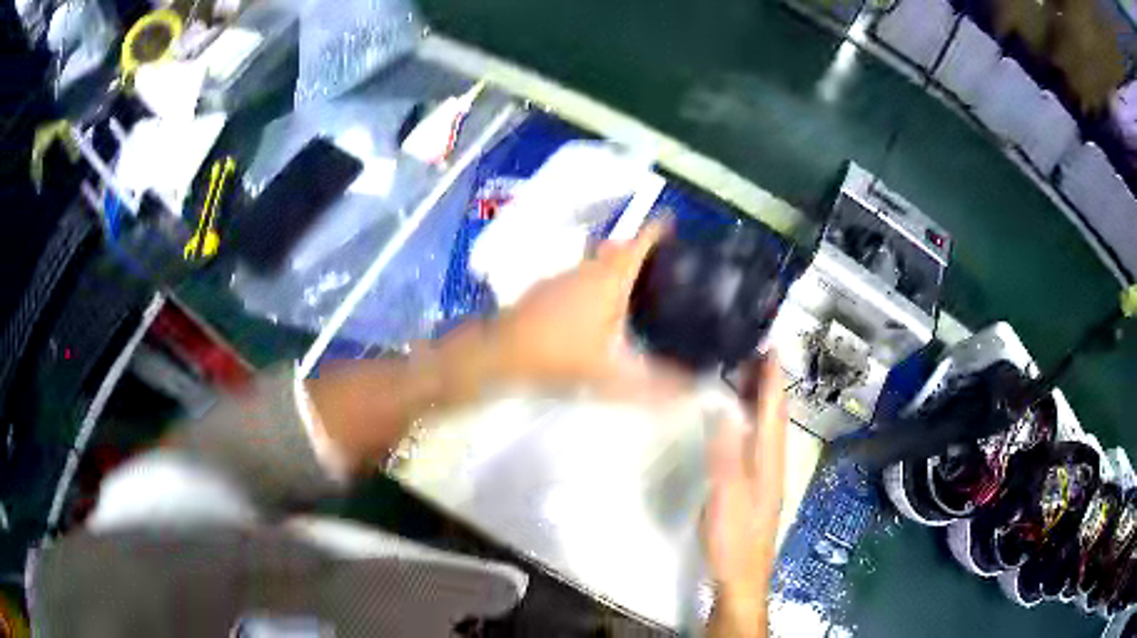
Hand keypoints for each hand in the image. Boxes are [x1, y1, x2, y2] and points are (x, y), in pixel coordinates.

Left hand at [488, 221, 692, 401]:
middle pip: (620, 248)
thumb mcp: (613, 374)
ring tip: (643, 283)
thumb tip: (697, 392)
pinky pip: (583, 275)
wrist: (502, 353)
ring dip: (618, 265)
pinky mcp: (548, 289)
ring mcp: (565, 276)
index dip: (659, 228)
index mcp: (610, 278)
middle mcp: (589, 269)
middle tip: (667, 262)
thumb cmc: (560, 354)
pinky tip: (604, 305)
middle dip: (643, 248)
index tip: (676, 222)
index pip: (640, 242)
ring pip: (599, 261)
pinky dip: (599, 281)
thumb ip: (655, 384)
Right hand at [705, 354, 786, 637]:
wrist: (740, 577)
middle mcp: (772, 462)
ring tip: (745, 376)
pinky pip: (756, 443)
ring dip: (760, 400)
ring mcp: (765, 476)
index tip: (770, 345)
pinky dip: (751, 422)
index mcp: (769, 460)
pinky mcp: (754, 488)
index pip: (773, 410)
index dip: (772, 377)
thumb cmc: (734, 537)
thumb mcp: (727, 494)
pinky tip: (739, 423)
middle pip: (774, 415)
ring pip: (766, 429)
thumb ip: (726, 451)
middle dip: (768, 382)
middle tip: (754, 352)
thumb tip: (725, 406)